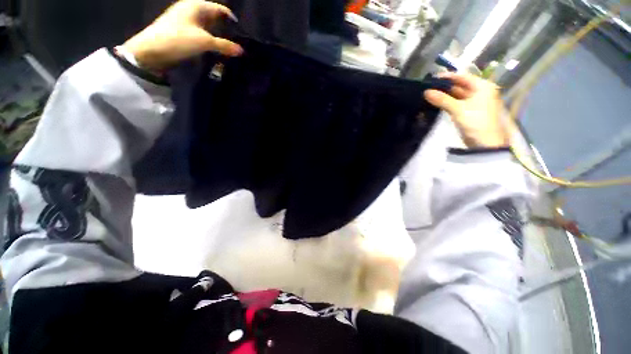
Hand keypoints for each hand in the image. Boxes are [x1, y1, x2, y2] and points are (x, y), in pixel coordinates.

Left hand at [121, 0, 242, 72]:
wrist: (151, 51)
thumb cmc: (178, 39)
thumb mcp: (204, 42)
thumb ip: (224, 45)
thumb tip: (241, 51)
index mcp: (196, 6)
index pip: (220, 9)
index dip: (232, 20)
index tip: (242, 33)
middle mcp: (191, 10)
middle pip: (214, 17)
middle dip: (226, 29)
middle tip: (238, 43)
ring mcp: (185, 21)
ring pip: (208, 26)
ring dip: (218, 36)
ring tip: (230, 48)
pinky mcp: (182, 32)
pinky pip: (201, 33)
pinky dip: (210, 40)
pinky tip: (216, 49)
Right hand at [424, 72, 508, 148]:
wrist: (485, 143)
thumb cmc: (476, 122)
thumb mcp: (458, 109)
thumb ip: (442, 99)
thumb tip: (426, 92)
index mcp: (482, 87)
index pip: (463, 77)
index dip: (448, 77)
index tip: (432, 78)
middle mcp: (480, 92)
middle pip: (460, 86)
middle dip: (445, 87)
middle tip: (428, 87)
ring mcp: (475, 102)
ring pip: (457, 95)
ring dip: (445, 95)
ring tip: (429, 94)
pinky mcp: (469, 111)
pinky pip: (457, 103)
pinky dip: (447, 102)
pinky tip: (437, 103)